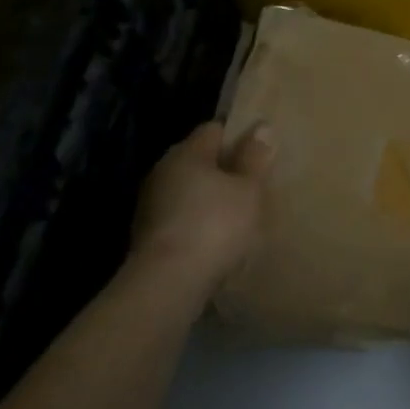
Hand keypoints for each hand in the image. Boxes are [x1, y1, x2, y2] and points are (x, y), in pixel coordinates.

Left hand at [130, 122, 272, 300]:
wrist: (168, 283)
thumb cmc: (214, 226)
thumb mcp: (247, 190)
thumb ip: (254, 158)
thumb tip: (261, 126)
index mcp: (187, 152)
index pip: (214, 129)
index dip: (238, 136)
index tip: (259, 152)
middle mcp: (163, 170)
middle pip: (199, 160)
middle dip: (224, 169)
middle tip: (253, 185)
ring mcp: (151, 203)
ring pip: (188, 190)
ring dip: (209, 198)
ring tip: (237, 216)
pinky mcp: (148, 234)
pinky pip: (180, 217)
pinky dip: (197, 223)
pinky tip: (215, 240)